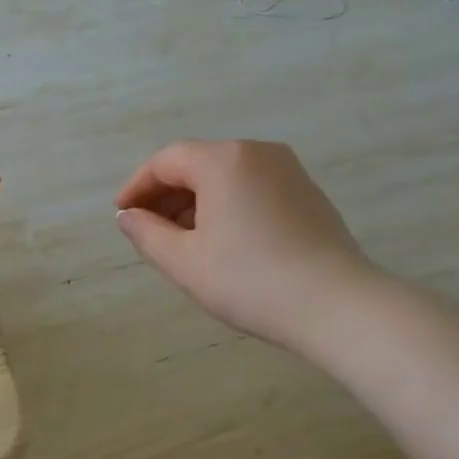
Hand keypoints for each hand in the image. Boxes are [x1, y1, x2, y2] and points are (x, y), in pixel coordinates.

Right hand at [115, 140, 376, 350]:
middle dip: (167, 194)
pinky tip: (222, 241)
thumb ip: (146, 233)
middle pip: (198, 164)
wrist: (337, 305)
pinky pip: (253, 188)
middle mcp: (257, 152)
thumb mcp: (184, 261)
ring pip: (226, 177)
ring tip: (181, 240)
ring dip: (196, 202)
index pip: (166, 161)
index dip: (138, 186)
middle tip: (147, 229)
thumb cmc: (249, 280)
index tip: (121, 214)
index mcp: (223, 160)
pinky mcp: (308, 193)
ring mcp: (288, 170)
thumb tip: (128, 217)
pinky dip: (227, 205)